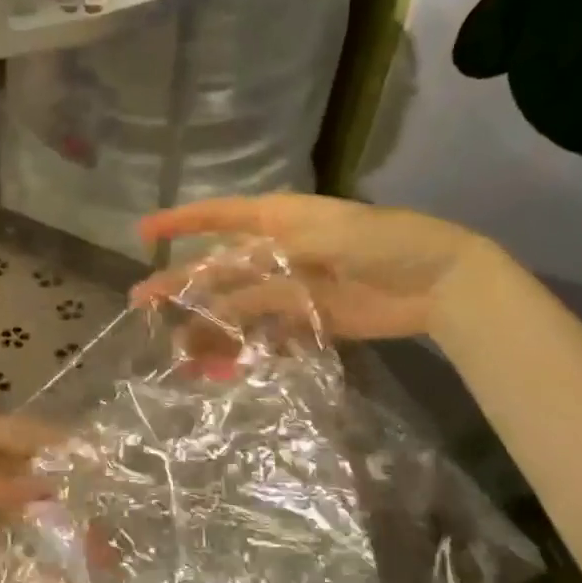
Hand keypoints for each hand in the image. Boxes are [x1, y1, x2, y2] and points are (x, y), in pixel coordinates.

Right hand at [133, 193, 491, 340]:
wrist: (440, 281)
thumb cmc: (383, 241)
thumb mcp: (323, 239)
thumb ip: (269, 264)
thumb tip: (220, 287)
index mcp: (278, 220)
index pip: (219, 216)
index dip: (180, 222)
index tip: (142, 231)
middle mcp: (277, 251)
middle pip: (219, 268)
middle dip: (180, 284)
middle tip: (141, 303)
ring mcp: (291, 287)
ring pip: (238, 306)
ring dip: (209, 326)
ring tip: (180, 352)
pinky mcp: (308, 319)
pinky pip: (266, 333)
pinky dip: (246, 348)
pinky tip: (223, 366)